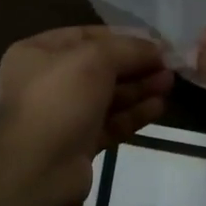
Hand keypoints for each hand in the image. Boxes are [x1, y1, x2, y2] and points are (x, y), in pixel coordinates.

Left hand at [0, 28, 172, 205]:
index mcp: (38, 53)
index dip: (123, 37)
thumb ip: (129, 49)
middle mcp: (48, 81)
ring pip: (107, 96)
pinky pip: (110, 122)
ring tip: (170, 83)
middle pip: (100, 67)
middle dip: (135, 65)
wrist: (35, 169)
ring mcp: (63, 114)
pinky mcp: (78, 144)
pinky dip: (133, 114)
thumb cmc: (59, 98)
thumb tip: (158, 48)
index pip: (87, 36)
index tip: (156, 41)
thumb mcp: (95, 59)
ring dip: (139, 88)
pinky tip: (159, 107)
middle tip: (169, 65)